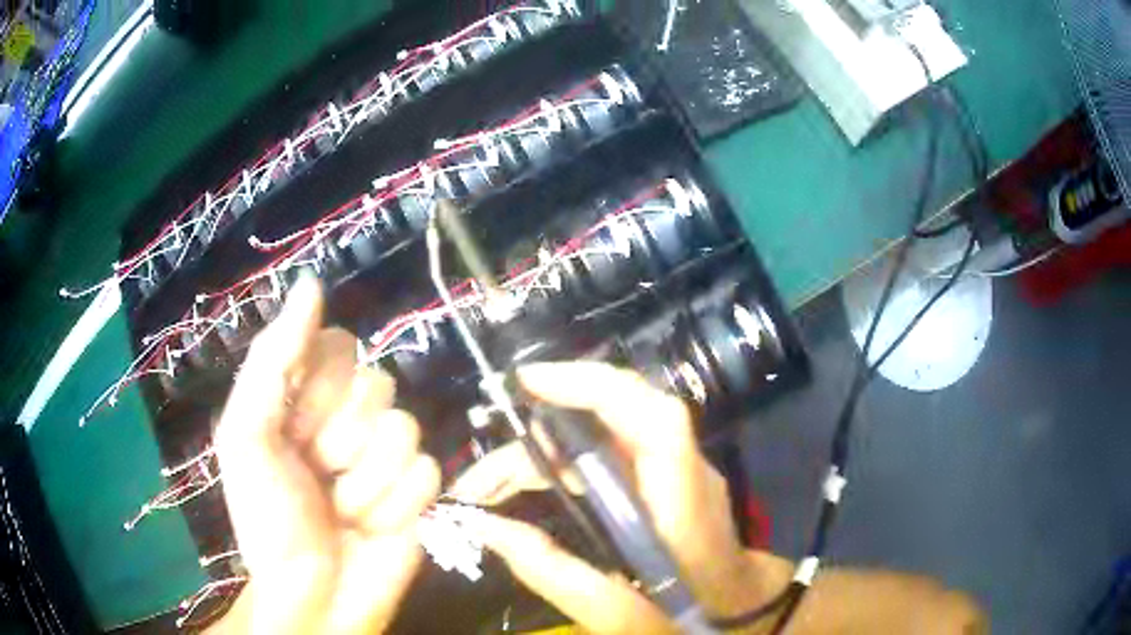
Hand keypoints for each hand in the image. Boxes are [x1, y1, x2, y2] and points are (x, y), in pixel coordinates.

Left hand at [211, 276, 439, 633]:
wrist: (312, 593)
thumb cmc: (267, 517)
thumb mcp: (246, 434)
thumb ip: (273, 358)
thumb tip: (313, 282)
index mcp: (306, 393)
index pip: (339, 347)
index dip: (317, 389)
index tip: (291, 428)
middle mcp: (350, 413)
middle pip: (376, 384)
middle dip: (337, 440)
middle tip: (315, 475)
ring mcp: (388, 452)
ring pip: (403, 430)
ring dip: (363, 482)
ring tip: (341, 509)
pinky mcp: (420, 490)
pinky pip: (426, 473)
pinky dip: (391, 507)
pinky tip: (370, 527)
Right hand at [451, 362, 777, 633]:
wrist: (741, 618)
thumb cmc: (689, 623)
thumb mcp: (619, 617)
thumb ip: (553, 573)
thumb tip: (485, 526)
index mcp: (685, 507)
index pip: (654, 419)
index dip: (594, 386)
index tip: (528, 383)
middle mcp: (685, 474)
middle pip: (610, 423)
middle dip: (535, 439)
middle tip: (478, 481)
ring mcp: (677, 473)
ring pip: (601, 437)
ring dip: (540, 453)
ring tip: (487, 489)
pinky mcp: (664, 482)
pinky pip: (606, 455)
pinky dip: (560, 464)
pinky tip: (526, 487)